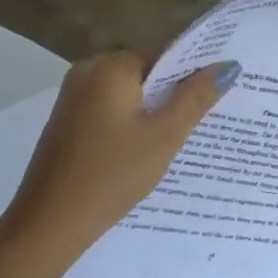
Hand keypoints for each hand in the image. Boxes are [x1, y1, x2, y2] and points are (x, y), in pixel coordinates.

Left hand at [0, 51, 239, 249]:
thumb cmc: (112, 174)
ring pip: (128, 95)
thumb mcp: (164, 136)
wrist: (50, 222)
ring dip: (152, 113)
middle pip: (145, 74)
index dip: (193, 76)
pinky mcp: (67, 122)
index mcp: (110, 66)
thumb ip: (196, 98)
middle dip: (173, 96)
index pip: (164, 56)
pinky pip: (109, 111)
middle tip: (203, 125)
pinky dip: (130, 125)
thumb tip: (227, 65)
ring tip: (179, 142)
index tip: (217, 99)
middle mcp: (87, 71)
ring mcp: (73, 97)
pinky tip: (144, 153)